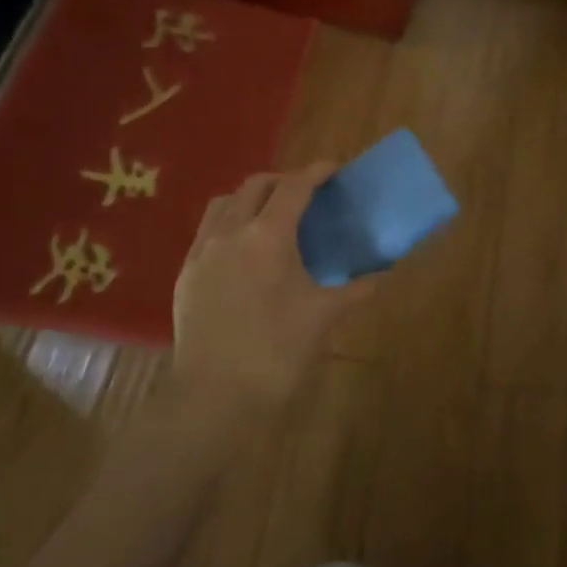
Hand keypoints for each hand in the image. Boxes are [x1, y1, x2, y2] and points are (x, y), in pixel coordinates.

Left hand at [171, 164, 374, 421]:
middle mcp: (230, 232)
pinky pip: (207, 230)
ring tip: (271, 214)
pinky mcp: (185, 273)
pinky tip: (242, 247)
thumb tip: (380, 275)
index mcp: (268, 236)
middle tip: (307, 195)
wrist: (213, 397)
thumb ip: (354, 290)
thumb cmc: (276, 353)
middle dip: (283, 181)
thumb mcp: (322, 317)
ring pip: (225, 203)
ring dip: (251, 197)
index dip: (315, 172)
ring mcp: (202, 251)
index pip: (293, 187)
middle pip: (256, 186)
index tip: (333, 169)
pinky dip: (229, 222)